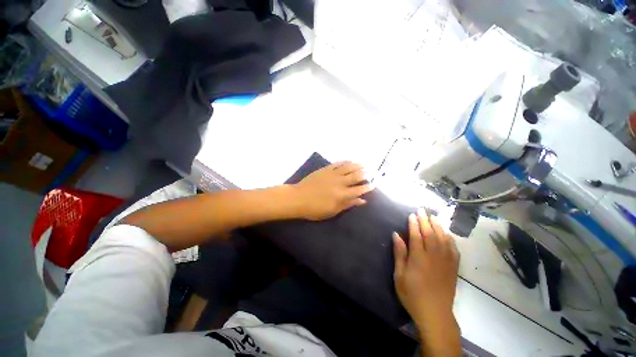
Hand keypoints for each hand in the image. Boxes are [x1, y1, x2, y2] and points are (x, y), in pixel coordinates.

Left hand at [291, 162, 373, 220]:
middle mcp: (340, 183)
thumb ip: (348, 205)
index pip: (359, 189)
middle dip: (365, 174)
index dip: (368, 187)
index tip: (373, 184)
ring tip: (364, 164)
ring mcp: (332, 174)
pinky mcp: (325, 169)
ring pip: (348, 167)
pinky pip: (338, 164)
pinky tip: (350, 161)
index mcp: (342, 195)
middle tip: (371, 172)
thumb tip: (362, 201)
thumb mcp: (332, 211)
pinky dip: (345, 162)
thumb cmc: (315, 209)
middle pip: (356, 176)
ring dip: (357, 165)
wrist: (298, 198)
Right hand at [393, 209, 459, 327]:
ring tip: (434, 216)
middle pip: (430, 234)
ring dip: (438, 226)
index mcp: (419, 258)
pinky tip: (447, 234)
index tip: (412, 214)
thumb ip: (399, 254)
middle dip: (425, 221)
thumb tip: (396, 235)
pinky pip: (453, 249)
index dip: (414, 224)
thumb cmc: (412, 294)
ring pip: (443, 239)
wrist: (435, 314)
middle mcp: (434, 256)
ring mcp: (446, 261)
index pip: (416, 235)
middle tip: (422, 210)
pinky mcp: (453, 268)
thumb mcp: (399, 275)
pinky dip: (450, 239)